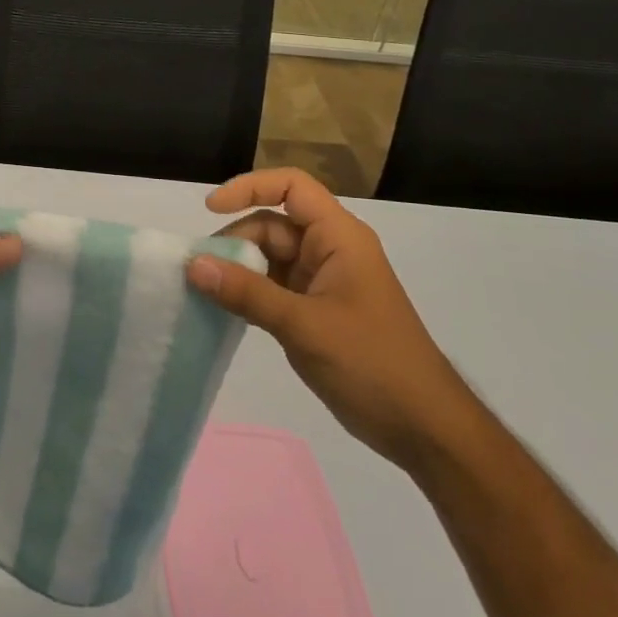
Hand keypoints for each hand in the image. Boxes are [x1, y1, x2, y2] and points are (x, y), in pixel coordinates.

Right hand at [188, 167, 473, 470]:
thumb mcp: (304, 325)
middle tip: (198, 270)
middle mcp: (330, 250)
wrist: (425, 429)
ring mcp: (323, 281)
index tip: (211, 209)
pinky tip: (224, 308)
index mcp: (339, 237)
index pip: (291, 187)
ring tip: (204, 290)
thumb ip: (246, 293)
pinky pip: (273, 287)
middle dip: (235, 240)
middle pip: (272, 224)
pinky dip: (248, 292)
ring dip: (237, 268)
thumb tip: (192, 264)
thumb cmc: (372, 363)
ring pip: (269, 257)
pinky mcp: (316, 310)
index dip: (249, 187)